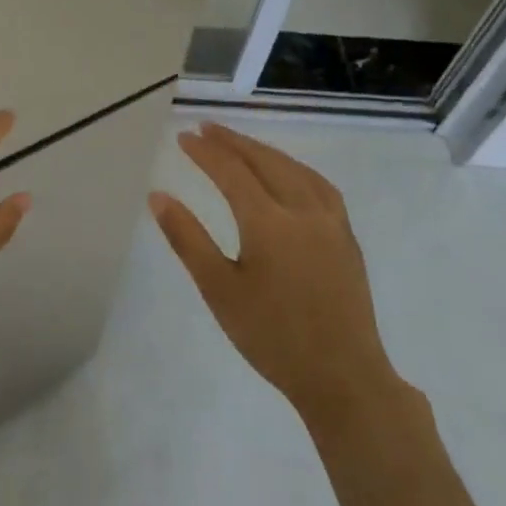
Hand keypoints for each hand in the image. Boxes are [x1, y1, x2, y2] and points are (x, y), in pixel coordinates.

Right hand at [151, 123, 405, 426]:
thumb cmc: (272, 336)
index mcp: (268, 222)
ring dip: (264, 151)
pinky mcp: (347, 237)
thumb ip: (187, 239)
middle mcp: (303, 211)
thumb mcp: (219, 290)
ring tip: (241, 144)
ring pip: (295, 169)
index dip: (205, 151)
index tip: (183, 137)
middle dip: (233, 142)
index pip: (231, 172)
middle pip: (265, 161)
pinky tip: (289, 174)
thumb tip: (158, 196)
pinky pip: (319, 185)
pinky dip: (295, 168)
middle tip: (206, 128)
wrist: (343, 377)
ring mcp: (331, 223)